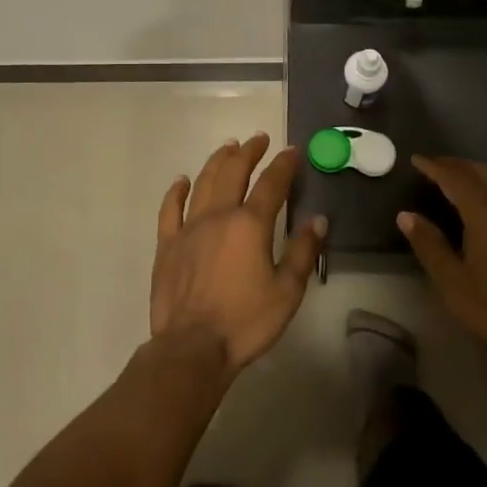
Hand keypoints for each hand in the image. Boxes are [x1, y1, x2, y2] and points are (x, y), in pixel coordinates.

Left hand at [150, 134, 327, 378]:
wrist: (192, 347)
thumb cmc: (245, 322)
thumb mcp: (287, 291)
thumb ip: (303, 252)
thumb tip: (318, 219)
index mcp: (250, 225)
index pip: (271, 184)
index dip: (283, 164)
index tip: (292, 150)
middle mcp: (218, 216)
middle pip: (234, 172)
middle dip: (249, 152)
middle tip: (259, 139)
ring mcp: (189, 228)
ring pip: (203, 182)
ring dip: (217, 161)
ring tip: (228, 147)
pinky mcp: (167, 244)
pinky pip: (170, 209)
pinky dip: (176, 191)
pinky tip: (182, 180)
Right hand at [399, 155, 486, 379]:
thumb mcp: (451, 280)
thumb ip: (428, 244)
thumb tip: (405, 215)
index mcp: (485, 213)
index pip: (455, 178)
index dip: (434, 166)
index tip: (417, 160)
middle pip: (483, 172)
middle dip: (458, 166)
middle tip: (437, 166)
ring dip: (485, 173)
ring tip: (468, 178)